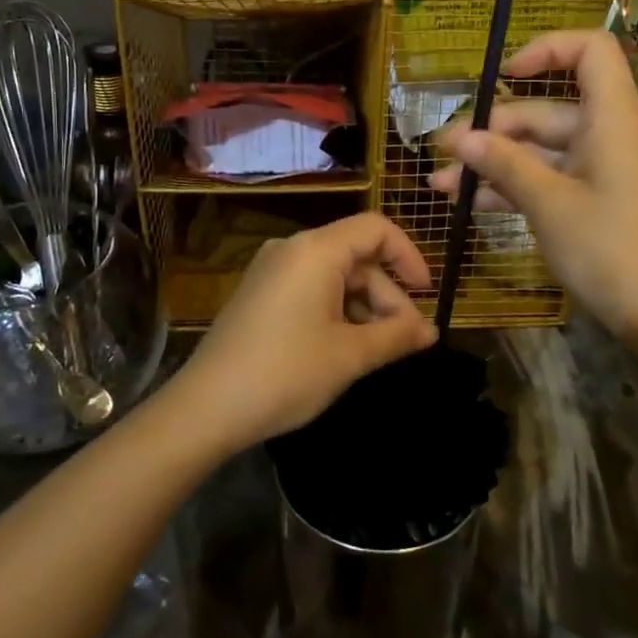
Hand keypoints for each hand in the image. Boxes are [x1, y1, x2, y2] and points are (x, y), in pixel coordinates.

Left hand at [167, 213, 436, 456]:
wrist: (206, 408)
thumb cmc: (285, 373)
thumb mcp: (349, 356)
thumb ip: (396, 336)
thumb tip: (431, 330)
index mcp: (315, 250)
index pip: (376, 229)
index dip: (409, 256)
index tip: (427, 295)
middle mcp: (292, 249)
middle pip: (357, 257)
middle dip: (388, 296)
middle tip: (407, 342)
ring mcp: (272, 271)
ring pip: (336, 276)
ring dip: (365, 308)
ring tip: (379, 352)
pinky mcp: (261, 294)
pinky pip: (312, 289)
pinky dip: (338, 312)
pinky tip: (346, 348)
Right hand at [431, 30, 637, 340]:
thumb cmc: (612, 248)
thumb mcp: (549, 204)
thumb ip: (504, 164)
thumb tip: (462, 139)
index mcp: (612, 118)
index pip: (590, 50)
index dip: (546, 49)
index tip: (504, 74)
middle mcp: (608, 135)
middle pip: (546, 110)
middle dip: (493, 130)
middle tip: (445, 153)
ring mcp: (601, 170)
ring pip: (540, 151)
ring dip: (494, 164)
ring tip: (443, 186)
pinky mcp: (596, 201)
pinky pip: (549, 179)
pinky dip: (514, 188)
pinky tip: (471, 205)